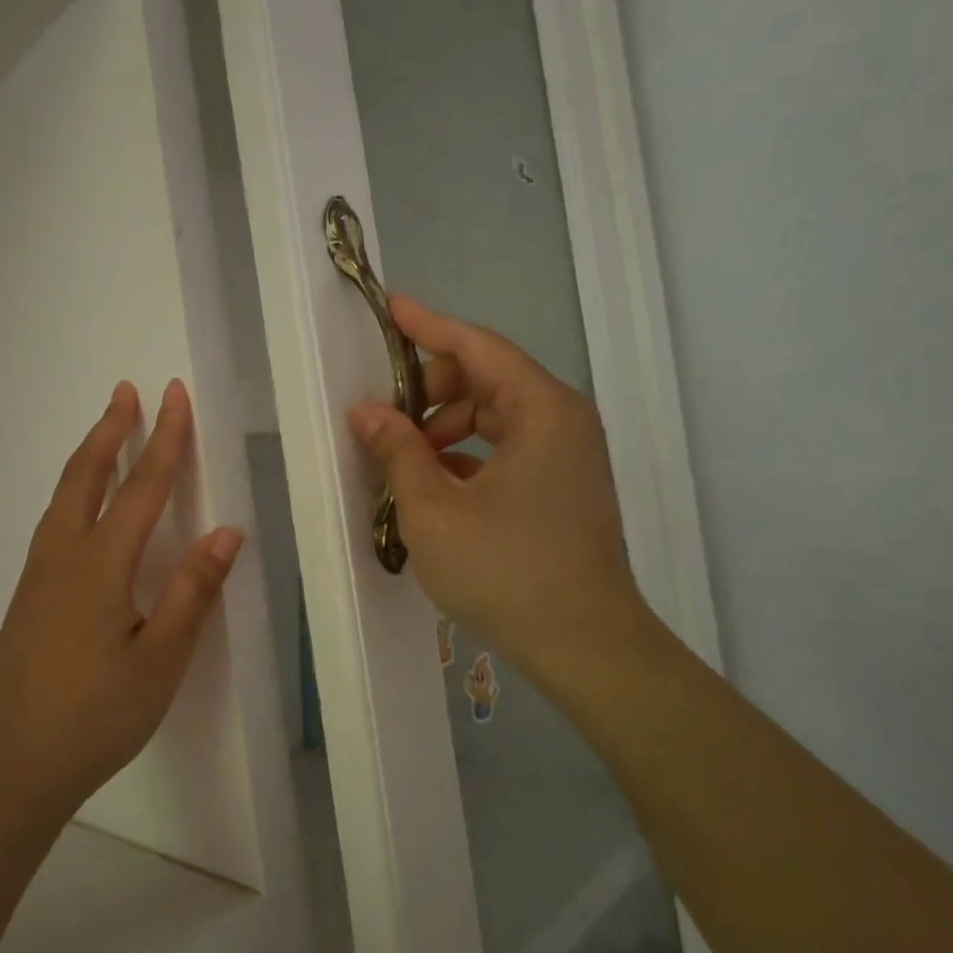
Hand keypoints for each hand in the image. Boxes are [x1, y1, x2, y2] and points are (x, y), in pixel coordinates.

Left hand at [0, 380, 242, 830]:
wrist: (11, 767)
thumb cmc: (96, 717)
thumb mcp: (160, 660)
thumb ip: (191, 593)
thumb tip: (225, 532)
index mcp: (99, 566)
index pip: (140, 488)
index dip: (163, 440)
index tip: (174, 395)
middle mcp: (62, 556)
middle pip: (87, 476)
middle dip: (111, 430)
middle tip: (127, 391)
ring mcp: (38, 576)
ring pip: (64, 496)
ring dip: (89, 456)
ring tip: (107, 430)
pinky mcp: (27, 597)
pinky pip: (54, 521)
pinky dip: (74, 490)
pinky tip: (82, 505)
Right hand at [349, 297, 654, 701]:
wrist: (585, 644)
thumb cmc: (505, 571)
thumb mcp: (434, 509)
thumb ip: (398, 451)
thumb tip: (367, 412)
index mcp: (541, 410)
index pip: (478, 346)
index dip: (429, 325)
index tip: (391, 308)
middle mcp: (563, 421)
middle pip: (489, 378)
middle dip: (432, 388)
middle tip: (387, 416)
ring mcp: (569, 456)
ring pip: (498, 415)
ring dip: (448, 424)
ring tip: (406, 456)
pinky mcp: (565, 487)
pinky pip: (511, 447)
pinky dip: (471, 452)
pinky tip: (437, 481)